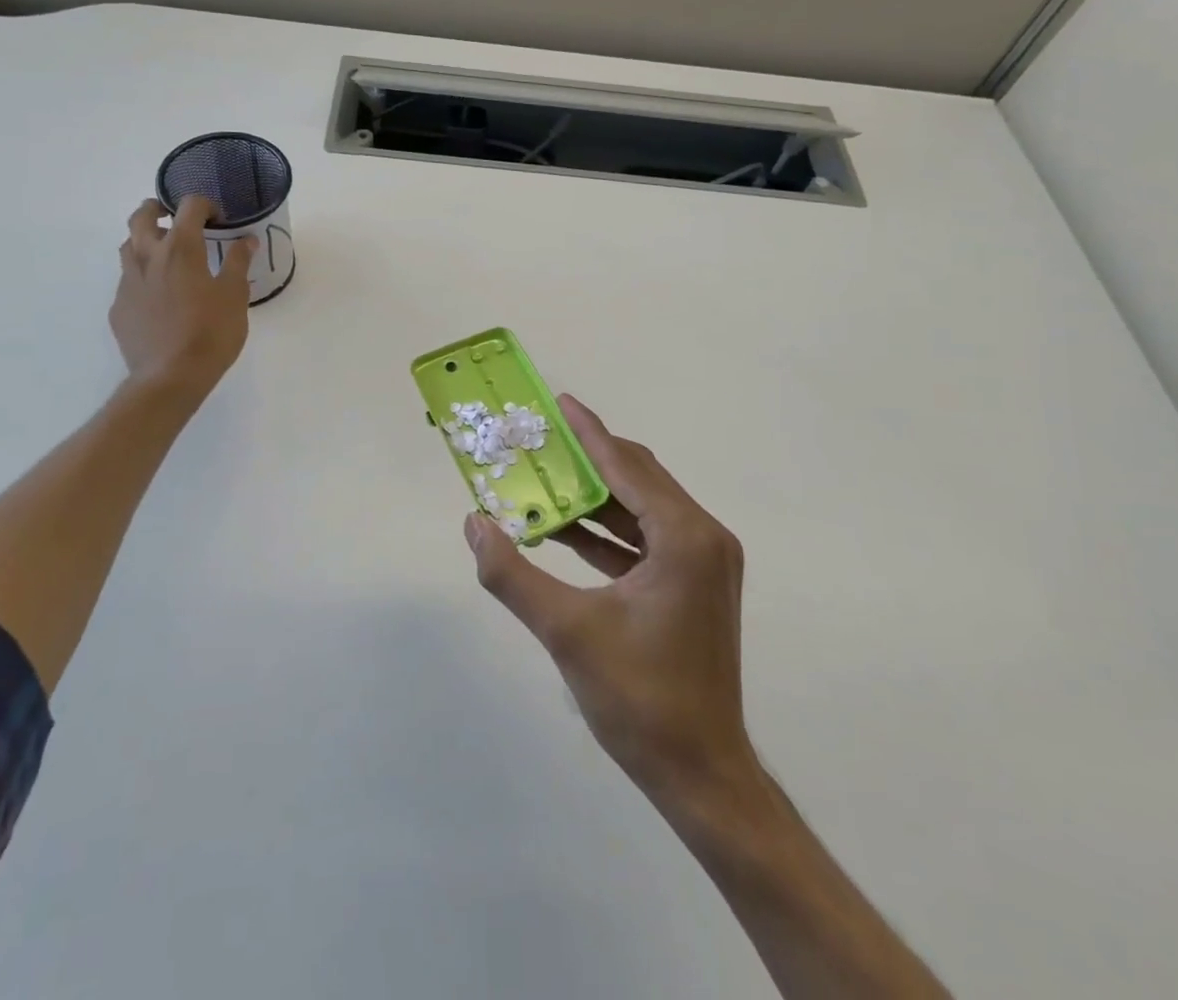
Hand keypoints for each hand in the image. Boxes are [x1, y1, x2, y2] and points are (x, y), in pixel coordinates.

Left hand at [111, 198, 253, 396]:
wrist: (170, 377)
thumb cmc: (210, 333)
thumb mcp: (235, 296)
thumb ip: (238, 263)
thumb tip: (247, 240)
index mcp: (180, 249)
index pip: (189, 207)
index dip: (205, 206)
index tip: (218, 220)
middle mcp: (147, 257)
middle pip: (141, 216)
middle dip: (157, 209)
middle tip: (173, 217)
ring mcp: (127, 283)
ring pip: (128, 246)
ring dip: (144, 240)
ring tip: (164, 255)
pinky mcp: (118, 308)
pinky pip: (128, 281)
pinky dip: (142, 277)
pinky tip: (158, 297)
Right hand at [464, 396, 755, 807]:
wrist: (701, 775)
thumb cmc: (640, 699)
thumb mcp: (567, 631)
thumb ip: (513, 574)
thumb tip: (473, 524)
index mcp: (685, 537)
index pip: (627, 466)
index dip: (589, 431)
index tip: (559, 402)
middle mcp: (703, 538)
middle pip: (638, 478)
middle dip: (587, 457)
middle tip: (540, 439)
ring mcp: (703, 563)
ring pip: (641, 508)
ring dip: (593, 495)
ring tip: (543, 479)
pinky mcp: (694, 585)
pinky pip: (645, 538)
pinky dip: (607, 531)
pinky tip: (564, 530)